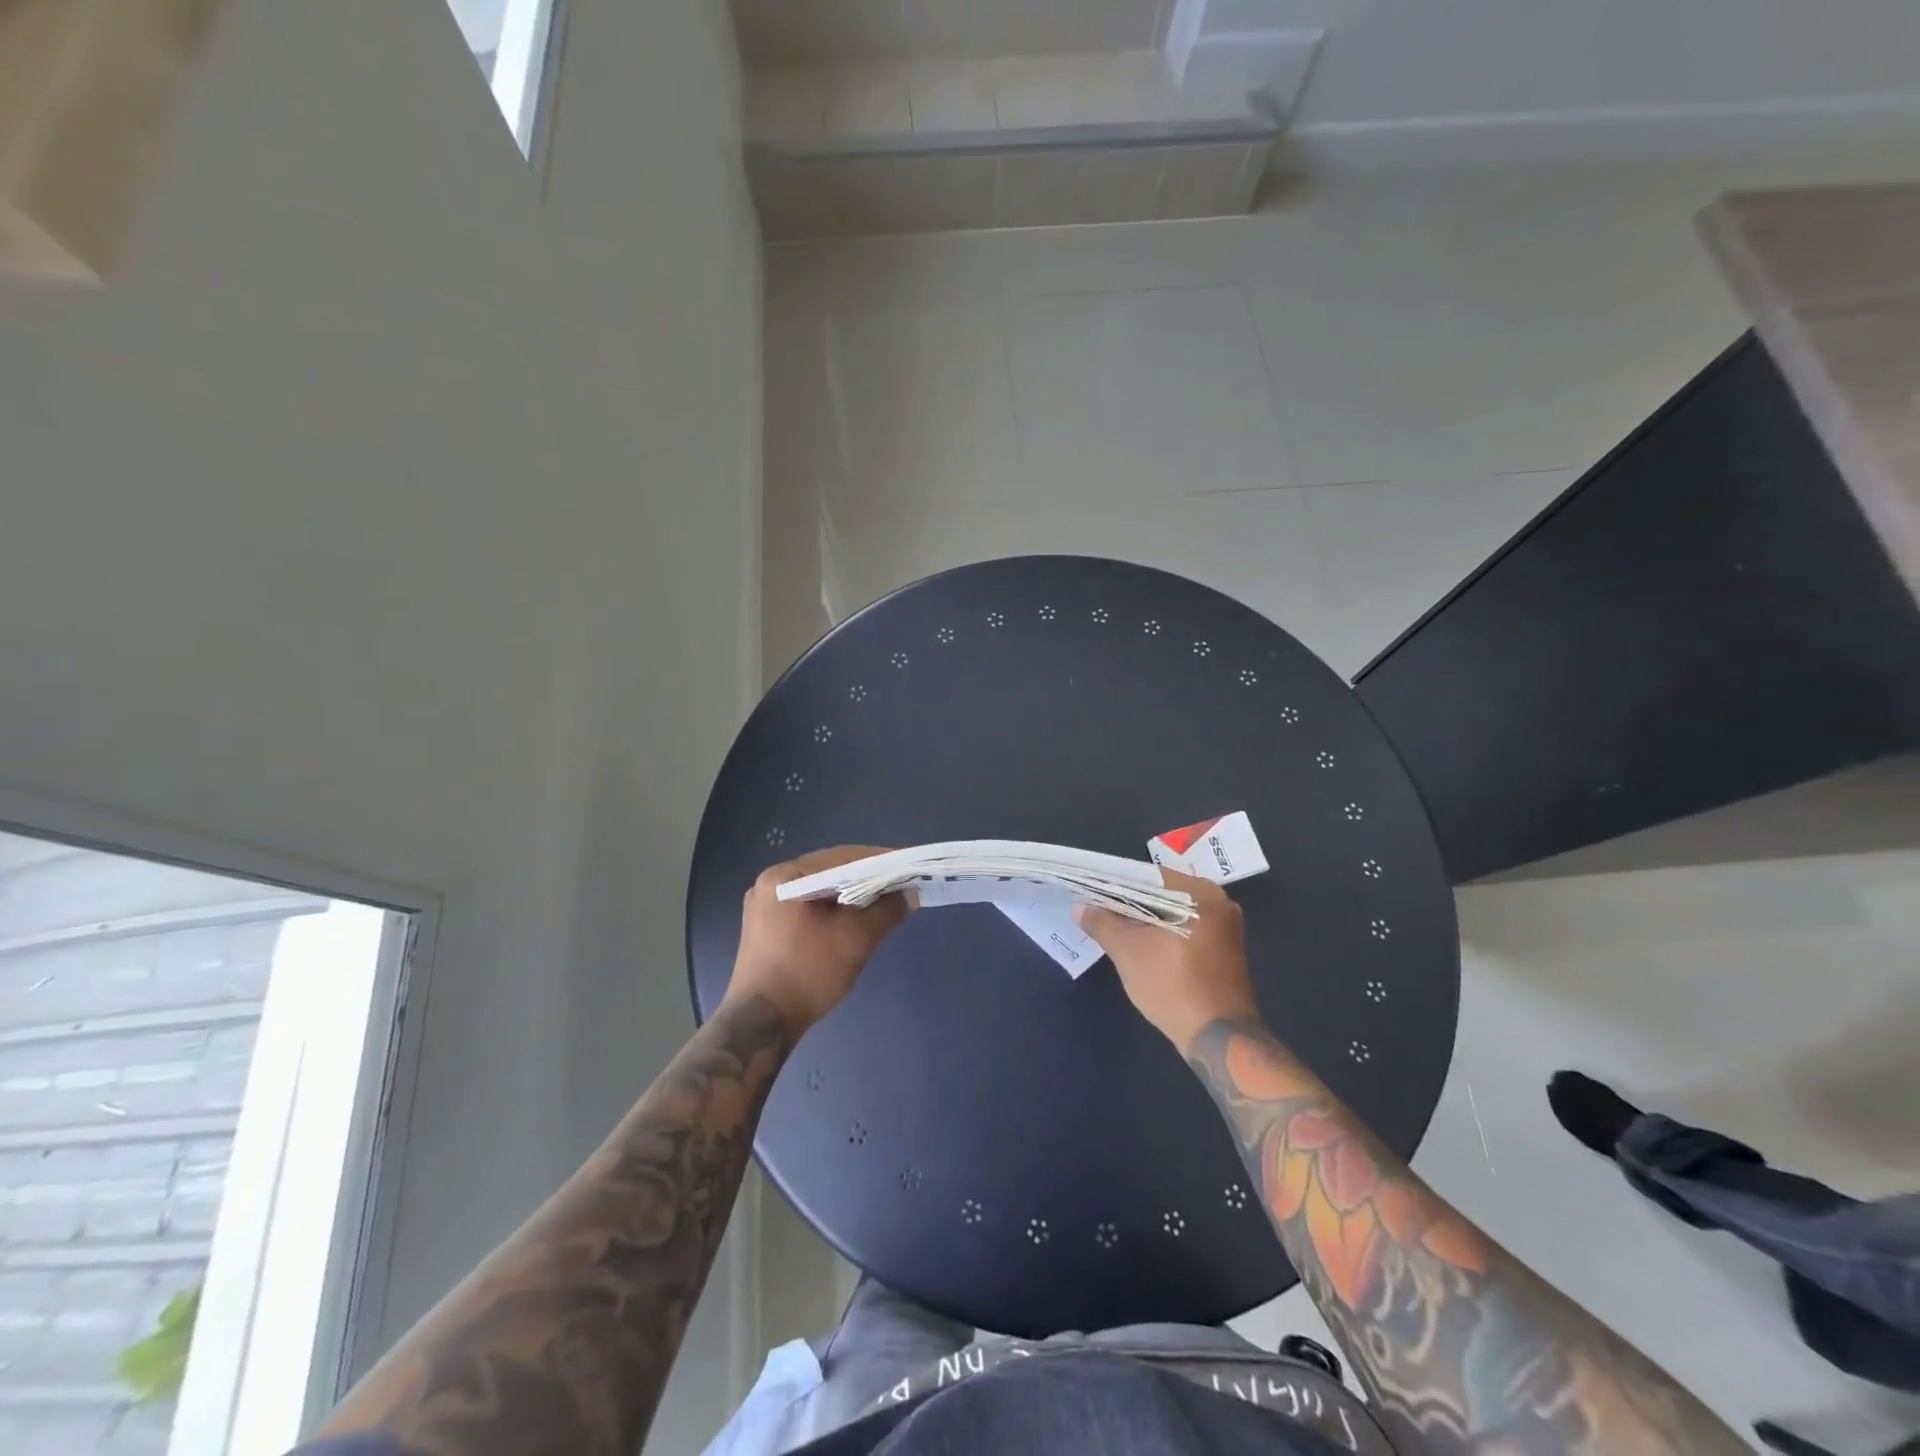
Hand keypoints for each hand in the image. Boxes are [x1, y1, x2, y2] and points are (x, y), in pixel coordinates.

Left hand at [726, 846, 911, 1034]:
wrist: (761, 1025)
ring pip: (819, 890)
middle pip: (829, 871)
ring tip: (883, 901)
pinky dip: (833, 909)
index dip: (879, 860)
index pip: (841, 857)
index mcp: (784, 877)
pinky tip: (854, 919)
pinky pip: (808, 906)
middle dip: (866, 877)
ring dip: (851, 894)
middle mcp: (770, 883)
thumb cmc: (807, 974)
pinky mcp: (767, 927)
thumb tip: (908, 894)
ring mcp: (765, 906)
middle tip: (900, 883)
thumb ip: (886, 911)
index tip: (908, 865)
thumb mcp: (855, 940)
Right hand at [1075, 869, 1259, 1051]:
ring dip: (1144, 920)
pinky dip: (1161, 934)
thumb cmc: (1173, 986)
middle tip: (1097, 907)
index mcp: (1202, 894)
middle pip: (1163, 894)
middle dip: (1129, 902)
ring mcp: (1225, 929)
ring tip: (1111, 925)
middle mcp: (1220, 903)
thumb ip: (1102, 923)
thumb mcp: (1128, 952)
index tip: (1090, 888)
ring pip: (1173, 914)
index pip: (1150, 876)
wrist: (1218, 1038)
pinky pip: (1184, 930)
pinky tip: (1138, 944)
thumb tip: (1080, 907)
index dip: (1117, 882)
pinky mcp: (1223, 951)